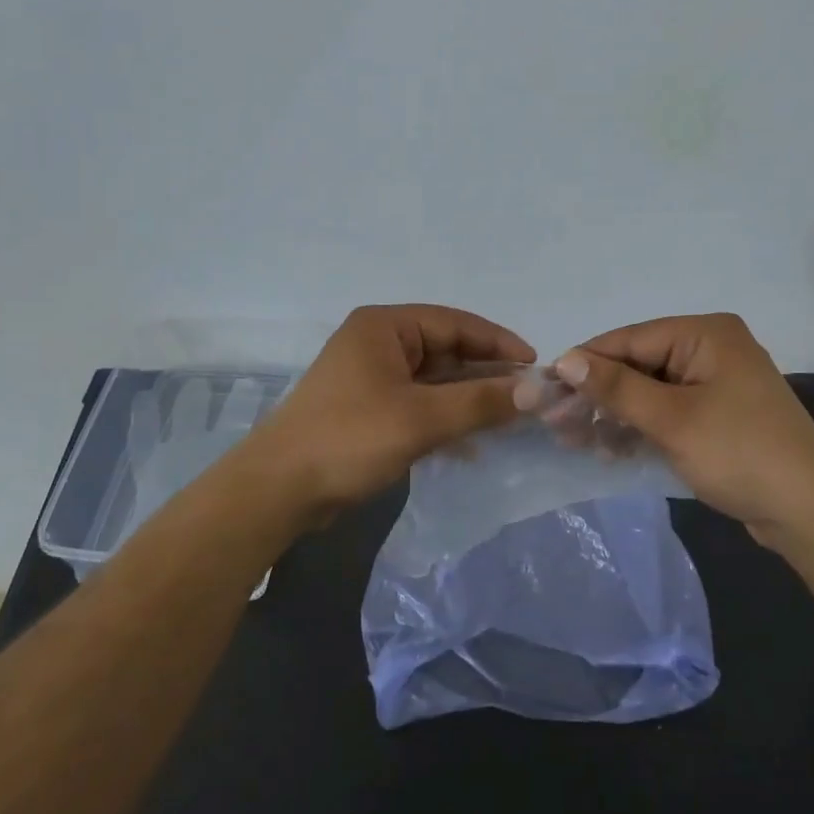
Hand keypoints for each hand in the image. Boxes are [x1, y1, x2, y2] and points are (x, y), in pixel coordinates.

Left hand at [241, 304, 534, 518]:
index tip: (535, 366)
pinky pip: (418, 406)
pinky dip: (445, 420)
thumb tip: (535, 391)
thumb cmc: (350, 438)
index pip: (455, 323)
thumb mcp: (422, 418)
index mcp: (384, 327)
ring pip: (434, 381)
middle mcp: (377, 344)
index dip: (498, 342)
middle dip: (485, 375)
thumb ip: (480, 402)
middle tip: (527, 398)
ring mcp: (370, 378)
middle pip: (445, 351)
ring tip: (509, 421)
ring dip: (468, 400)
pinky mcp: (367, 411)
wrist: (279, 490)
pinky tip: (473, 446)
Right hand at [517, 313, 813, 536]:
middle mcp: (709, 349)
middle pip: (637, 365)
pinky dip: (638, 428)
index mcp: (705, 334)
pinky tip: (608, 450)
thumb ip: (616, 387)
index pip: (629, 339)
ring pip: (648, 392)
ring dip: (612, 415)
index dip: (585, 363)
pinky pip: (666, 412)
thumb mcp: (671, 419)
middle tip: (555, 423)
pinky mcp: (716, 415)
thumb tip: (564, 360)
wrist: (809, 511)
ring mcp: (714, 384)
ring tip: (574, 440)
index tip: (544, 389)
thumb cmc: (739, 453)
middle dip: (596, 395)